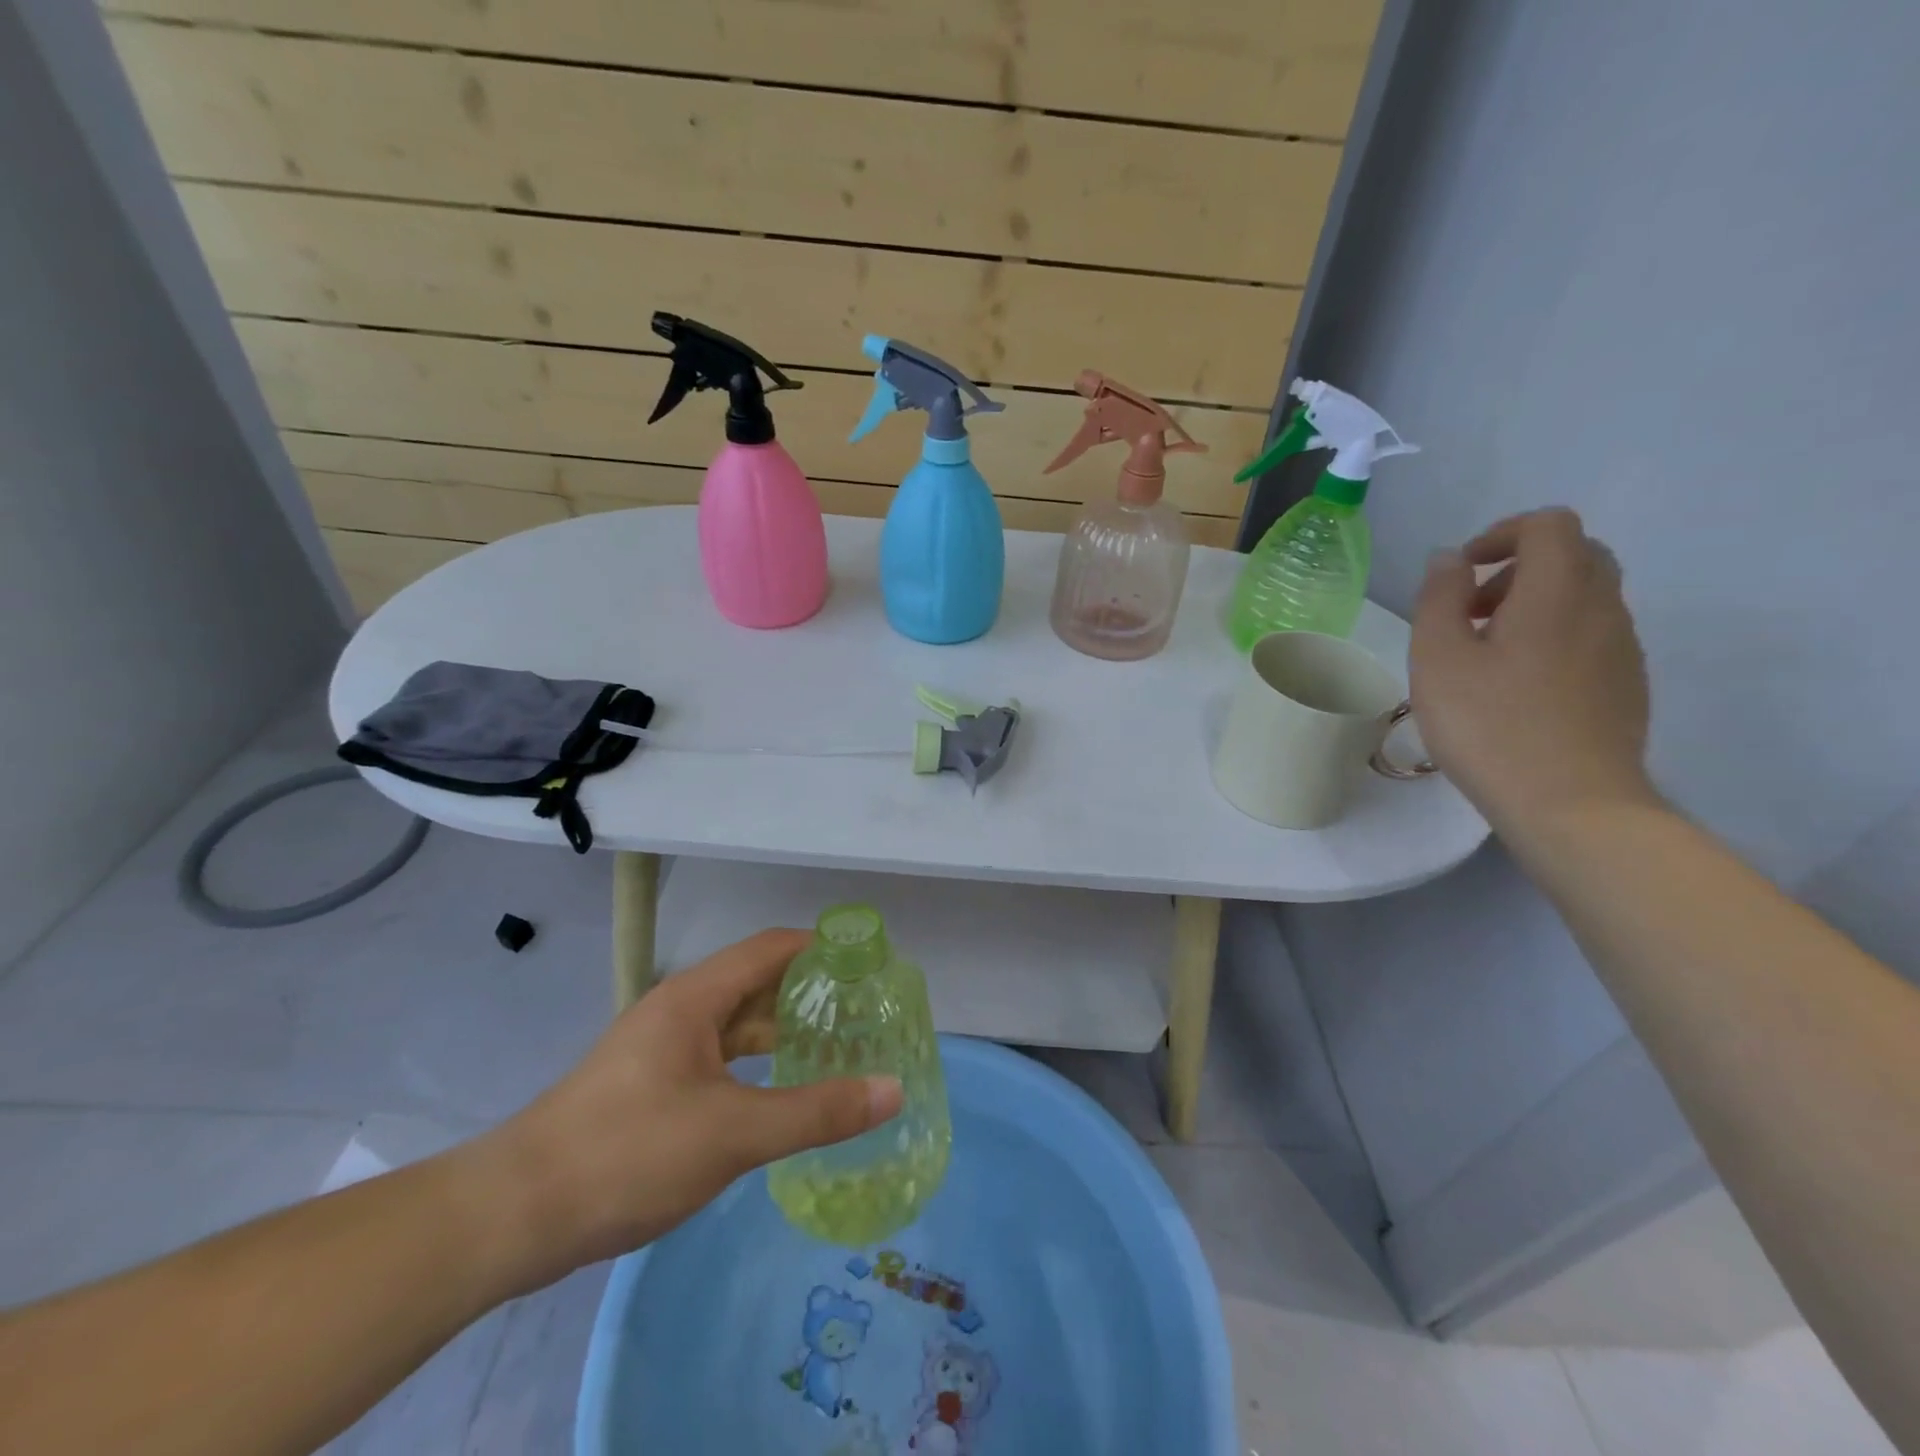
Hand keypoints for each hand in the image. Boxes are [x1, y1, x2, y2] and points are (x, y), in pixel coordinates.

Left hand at [472, 930, 902, 1287]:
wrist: (515, 1214)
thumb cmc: (629, 1153)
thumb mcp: (733, 1133)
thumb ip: (816, 1112)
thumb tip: (892, 1089)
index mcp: (696, 996)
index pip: (772, 947)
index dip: (822, 947)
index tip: (870, 963)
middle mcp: (680, 1009)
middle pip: (757, 982)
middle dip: (811, 992)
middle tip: (865, 1011)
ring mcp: (662, 1048)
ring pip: (737, 1023)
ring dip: (784, 1030)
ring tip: (838, 1047)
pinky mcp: (651, 1085)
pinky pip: (719, 1057)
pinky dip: (757, 1063)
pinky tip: (782, 1090)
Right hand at [1410, 508, 1656, 834]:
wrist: (1572, 804)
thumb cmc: (1490, 725)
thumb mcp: (1438, 659)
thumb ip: (1439, 598)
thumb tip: (1449, 559)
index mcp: (1557, 593)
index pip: (1549, 524)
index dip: (1502, 533)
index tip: (1462, 573)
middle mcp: (1602, 608)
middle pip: (1576, 554)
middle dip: (1519, 567)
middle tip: (1472, 611)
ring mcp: (1623, 648)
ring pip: (1586, 596)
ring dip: (1535, 604)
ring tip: (1487, 654)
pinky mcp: (1626, 684)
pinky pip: (1593, 635)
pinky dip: (1555, 636)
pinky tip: (1518, 686)